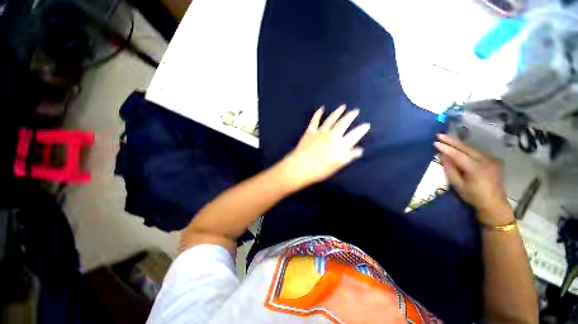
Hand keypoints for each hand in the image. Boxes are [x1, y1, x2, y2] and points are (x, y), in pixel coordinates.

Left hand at [279, 105, 370, 188]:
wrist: (301, 167)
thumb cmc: (320, 170)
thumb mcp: (337, 166)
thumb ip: (348, 157)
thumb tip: (359, 150)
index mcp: (340, 144)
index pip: (354, 135)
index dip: (361, 130)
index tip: (367, 124)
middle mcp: (332, 135)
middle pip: (343, 123)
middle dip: (350, 116)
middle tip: (355, 110)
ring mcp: (321, 132)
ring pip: (331, 119)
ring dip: (338, 112)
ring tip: (343, 106)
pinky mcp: (310, 131)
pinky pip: (315, 120)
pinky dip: (318, 114)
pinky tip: (321, 108)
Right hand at [434, 134, 512, 225]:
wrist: (494, 204)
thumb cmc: (473, 197)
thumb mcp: (458, 185)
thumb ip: (450, 169)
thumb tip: (443, 156)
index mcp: (476, 169)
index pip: (458, 155)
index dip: (446, 148)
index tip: (435, 142)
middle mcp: (485, 161)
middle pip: (466, 148)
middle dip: (452, 141)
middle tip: (440, 135)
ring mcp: (491, 160)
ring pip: (472, 149)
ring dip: (459, 144)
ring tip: (447, 139)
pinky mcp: (493, 161)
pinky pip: (477, 152)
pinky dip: (466, 149)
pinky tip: (459, 147)